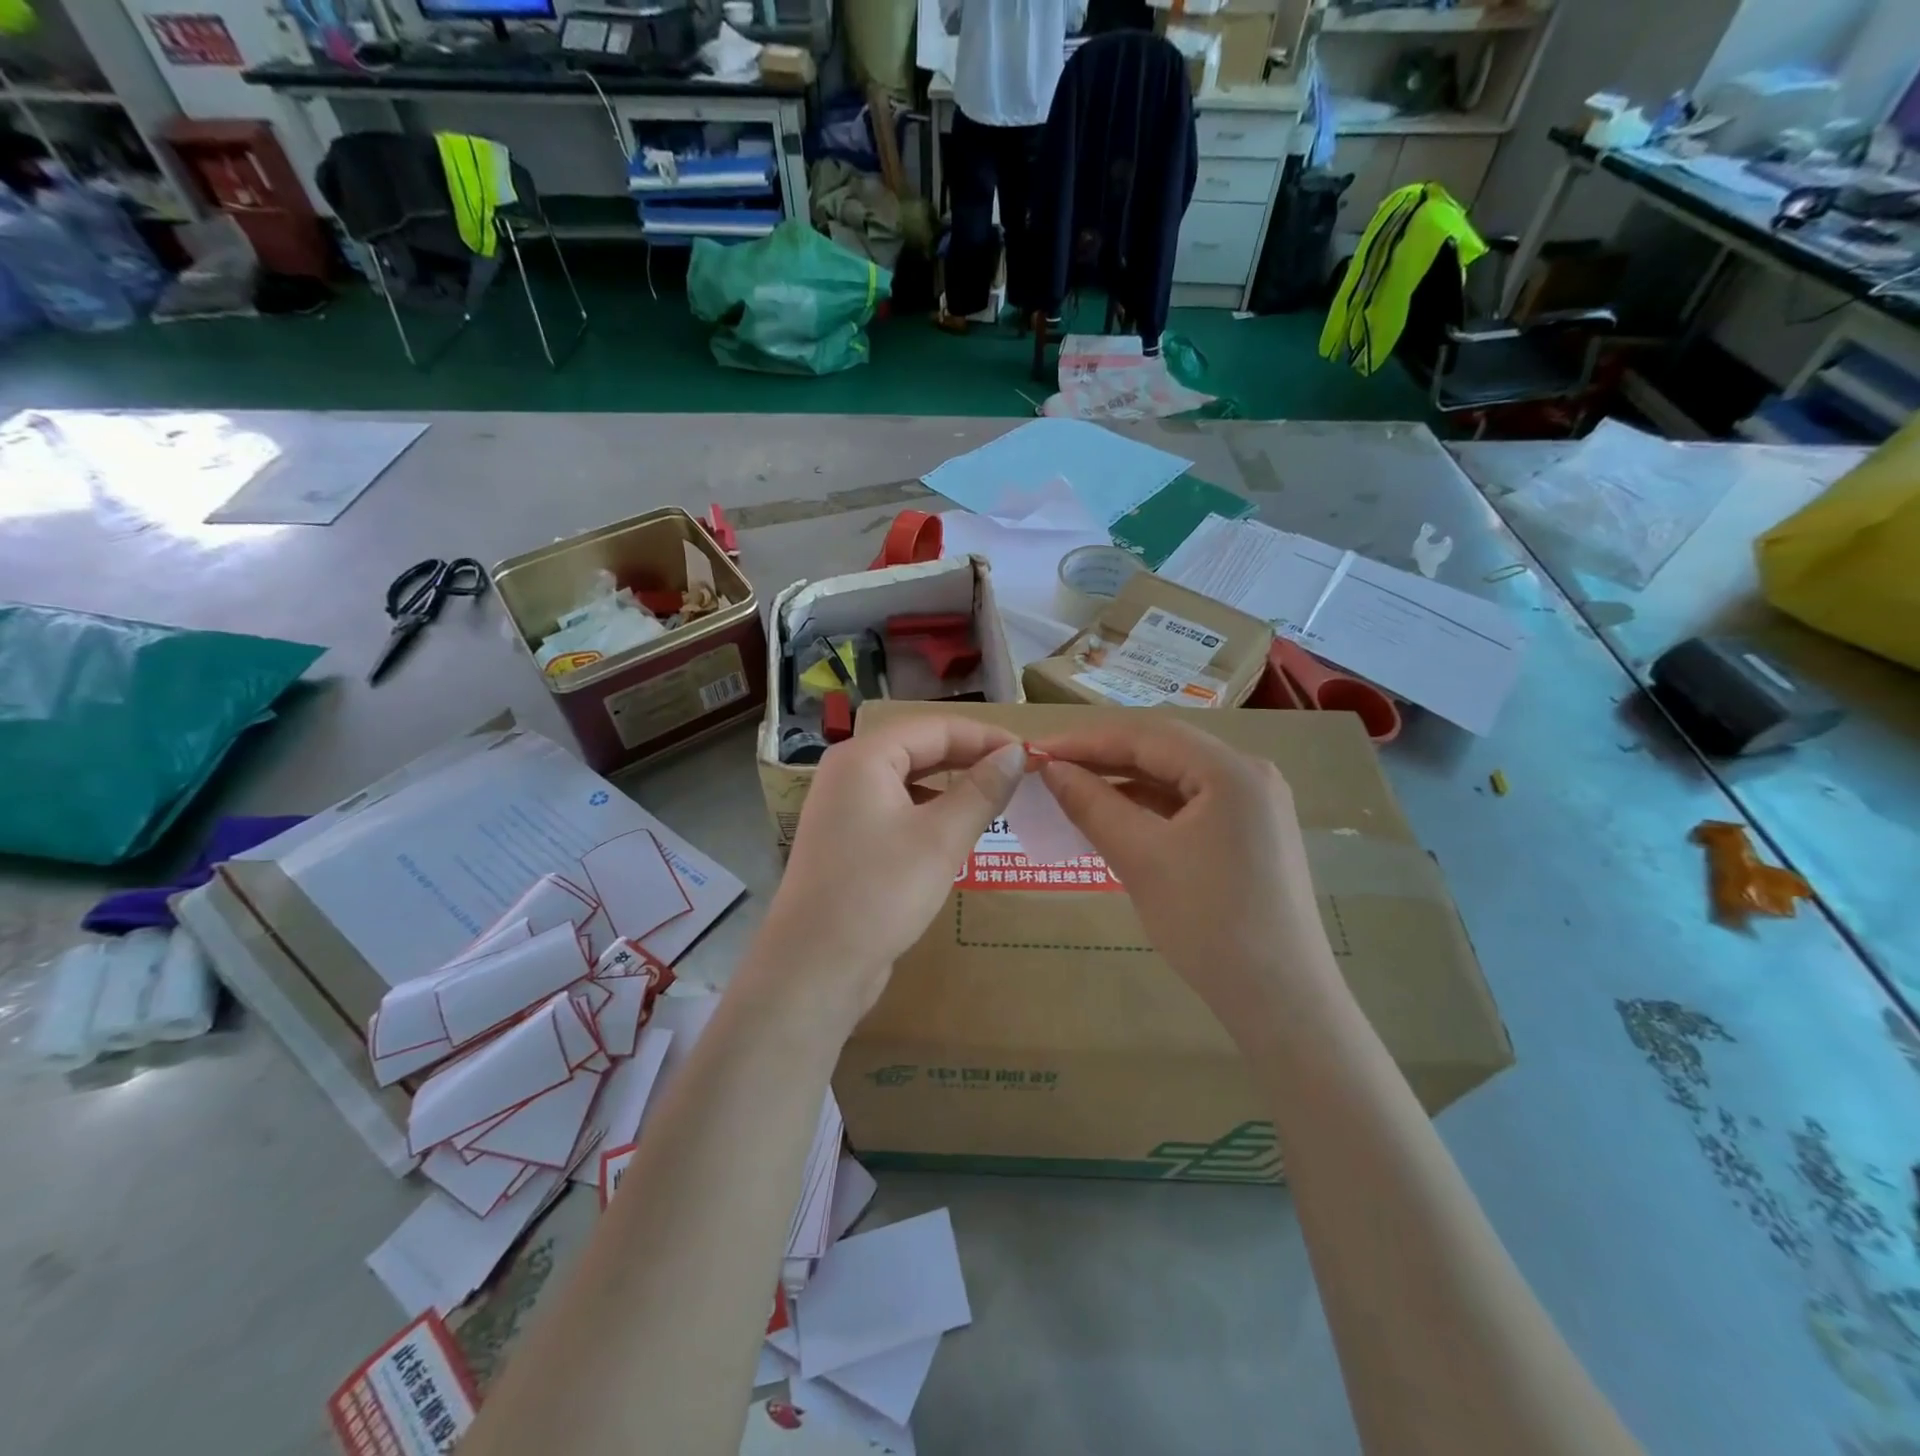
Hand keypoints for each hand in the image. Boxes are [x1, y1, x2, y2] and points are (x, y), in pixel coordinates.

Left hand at [759, 716, 1026, 1022]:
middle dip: (970, 758)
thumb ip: (982, 790)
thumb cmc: (880, 892)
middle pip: (919, 748)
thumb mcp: (941, 838)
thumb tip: (1016, 753)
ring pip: (909, 781)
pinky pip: (897, 809)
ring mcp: (843, 808)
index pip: (935, 728)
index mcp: (864, 757)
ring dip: (952, 785)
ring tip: (995, 798)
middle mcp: (848, 772)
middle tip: (1019, 775)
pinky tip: (956, 830)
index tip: (1029, 754)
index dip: (985, 737)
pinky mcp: (847, 840)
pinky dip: (930, 812)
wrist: (814, 967)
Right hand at [1032, 716, 1329, 1034]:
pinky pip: (1189, 806)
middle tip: (1049, 769)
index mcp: (1232, 769)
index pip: (1146, 736)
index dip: (1086, 740)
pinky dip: (1149, 808)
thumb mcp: (1141, 857)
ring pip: (1175, 779)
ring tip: (1072, 791)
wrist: (1280, 1001)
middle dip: (1103, 758)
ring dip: (1124, 783)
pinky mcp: (1249, 834)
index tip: (1036, 750)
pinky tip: (1114, 817)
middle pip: (1163, 751)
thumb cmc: (1208, 923)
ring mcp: (1254, 805)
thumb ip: (1092, 804)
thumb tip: (1051, 768)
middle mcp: (1250, 774)